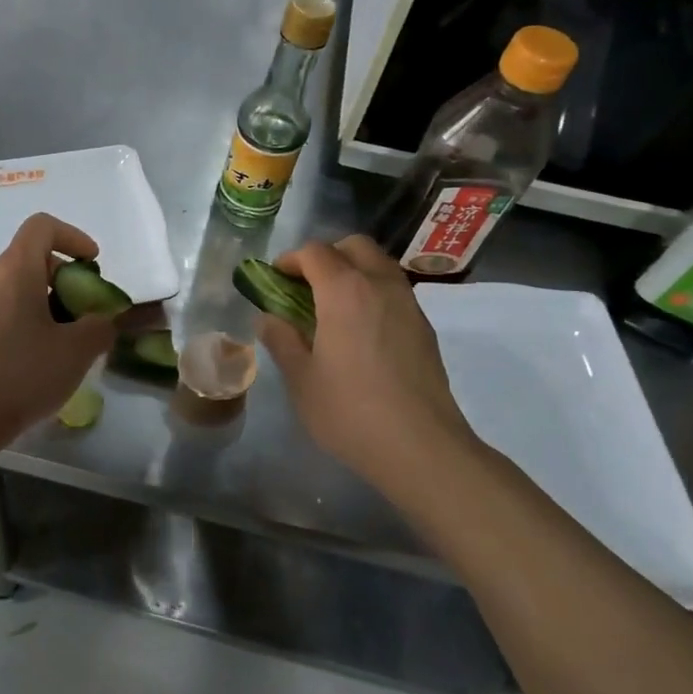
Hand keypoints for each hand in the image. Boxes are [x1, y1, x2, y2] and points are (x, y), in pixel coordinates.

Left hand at [0, 213, 117, 453]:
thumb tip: (101, 321)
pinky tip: (28, 363)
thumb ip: (99, 328)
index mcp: (14, 271)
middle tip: (81, 316)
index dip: (72, 237)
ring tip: (58, 345)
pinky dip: (17, 323)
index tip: (91, 264)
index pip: (42, 227)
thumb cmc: (19, 376)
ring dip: (40, 305)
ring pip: (11, 289)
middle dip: (61, 281)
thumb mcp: (75, 353)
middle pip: (28, 261)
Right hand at [255, 235, 481, 487]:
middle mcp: (380, 285)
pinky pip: (394, 291)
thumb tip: (268, 317)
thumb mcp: (301, 379)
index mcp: (344, 290)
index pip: (314, 252)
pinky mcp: (424, 327)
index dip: (289, 260)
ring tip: (332, 309)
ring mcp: (408, 304)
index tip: (274, 281)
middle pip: (354, 246)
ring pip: (379, 265)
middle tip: (306, 287)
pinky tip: (360, 332)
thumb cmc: (350, 411)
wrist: (421, 448)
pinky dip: (373, 293)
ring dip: (353, 271)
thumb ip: (281, 339)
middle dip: (326, 256)